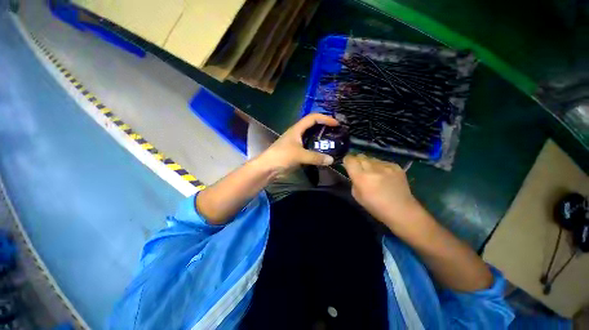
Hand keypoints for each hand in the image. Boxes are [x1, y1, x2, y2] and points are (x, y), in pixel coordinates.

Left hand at [257, 113, 338, 173]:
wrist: (268, 168)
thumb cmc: (281, 156)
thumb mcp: (299, 155)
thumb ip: (315, 157)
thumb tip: (331, 160)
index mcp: (297, 129)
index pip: (313, 118)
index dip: (325, 118)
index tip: (336, 123)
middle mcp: (297, 133)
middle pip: (313, 126)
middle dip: (324, 127)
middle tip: (336, 132)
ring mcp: (297, 143)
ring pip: (311, 137)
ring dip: (321, 138)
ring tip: (333, 142)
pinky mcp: (297, 152)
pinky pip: (309, 147)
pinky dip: (317, 148)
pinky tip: (323, 152)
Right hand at [343, 154, 419, 225]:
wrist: (402, 211)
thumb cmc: (376, 207)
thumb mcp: (357, 196)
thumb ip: (354, 181)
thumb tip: (354, 173)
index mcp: (361, 177)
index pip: (350, 159)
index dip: (347, 161)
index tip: (348, 165)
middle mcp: (373, 168)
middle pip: (360, 156)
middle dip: (357, 161)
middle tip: (359, 169)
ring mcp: (386, 166)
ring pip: (371, 158)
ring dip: (369, 164)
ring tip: (373, 173)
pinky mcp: (396, 166)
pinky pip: (382, 162)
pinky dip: (380, 166)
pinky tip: (384, 176)